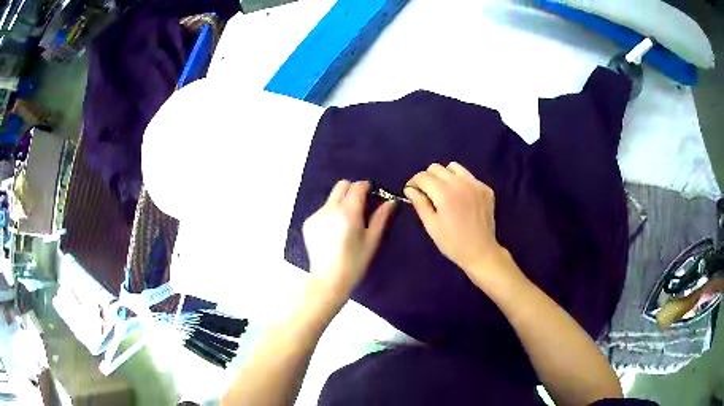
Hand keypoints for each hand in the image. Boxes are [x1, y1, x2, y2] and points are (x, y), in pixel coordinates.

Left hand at [303, 180, 395, 298]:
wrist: (328, 280)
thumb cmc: (354, 263)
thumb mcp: (372, 241)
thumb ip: (380, 218)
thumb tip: (390, 202)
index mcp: (348, 212)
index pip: (357, 186)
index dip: (367, 187)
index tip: (372, 194)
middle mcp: (330, 209)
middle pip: (341, 185)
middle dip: (353, 189)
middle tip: (360, 205)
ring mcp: (316, 215)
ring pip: (331, 198)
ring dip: (341, 202)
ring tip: (346, 223)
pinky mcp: (308, 223)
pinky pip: (323, 210)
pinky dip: (331, 213)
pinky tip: (334, 232)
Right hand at [404, 162, 509, 285]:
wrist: (480, 251)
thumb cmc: (452, 242)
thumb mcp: (431, 225)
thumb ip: (420, 203)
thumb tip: (410, 189)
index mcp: (444, 193)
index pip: (423, 176)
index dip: (413, 182)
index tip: (412, 192)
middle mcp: (460, 183)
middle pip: (436, 168)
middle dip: (427, 178)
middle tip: (427, 193)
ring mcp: (475, 184)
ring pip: (453, 167)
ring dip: (445, 176)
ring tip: (444, 191)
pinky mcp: (486, 188)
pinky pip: (469, 177)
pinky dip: (461, 182)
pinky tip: (461, 198)